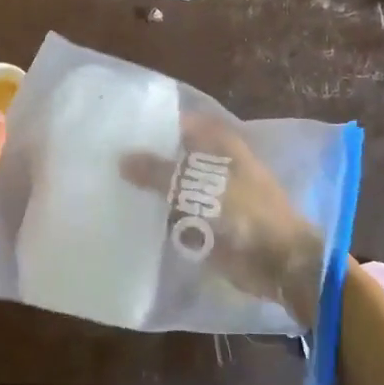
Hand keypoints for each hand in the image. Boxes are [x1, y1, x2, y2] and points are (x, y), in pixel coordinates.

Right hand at [120, 114, 325, 327]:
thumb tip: (122, 159)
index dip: (155, 124)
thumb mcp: (196, 184)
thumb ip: (157, 171)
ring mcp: (209, 196)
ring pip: (171, 186)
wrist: (277, 261)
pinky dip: (155, 215)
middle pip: (174, 156)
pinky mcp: (204, 224)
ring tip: (108, 183)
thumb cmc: (244, 211)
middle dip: (146, 157)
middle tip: (106, 156)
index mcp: (220, 143)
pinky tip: (125, 213)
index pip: (181, 123)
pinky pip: (173, 215)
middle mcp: (213, 164)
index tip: (121, 125)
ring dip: (148, 188)